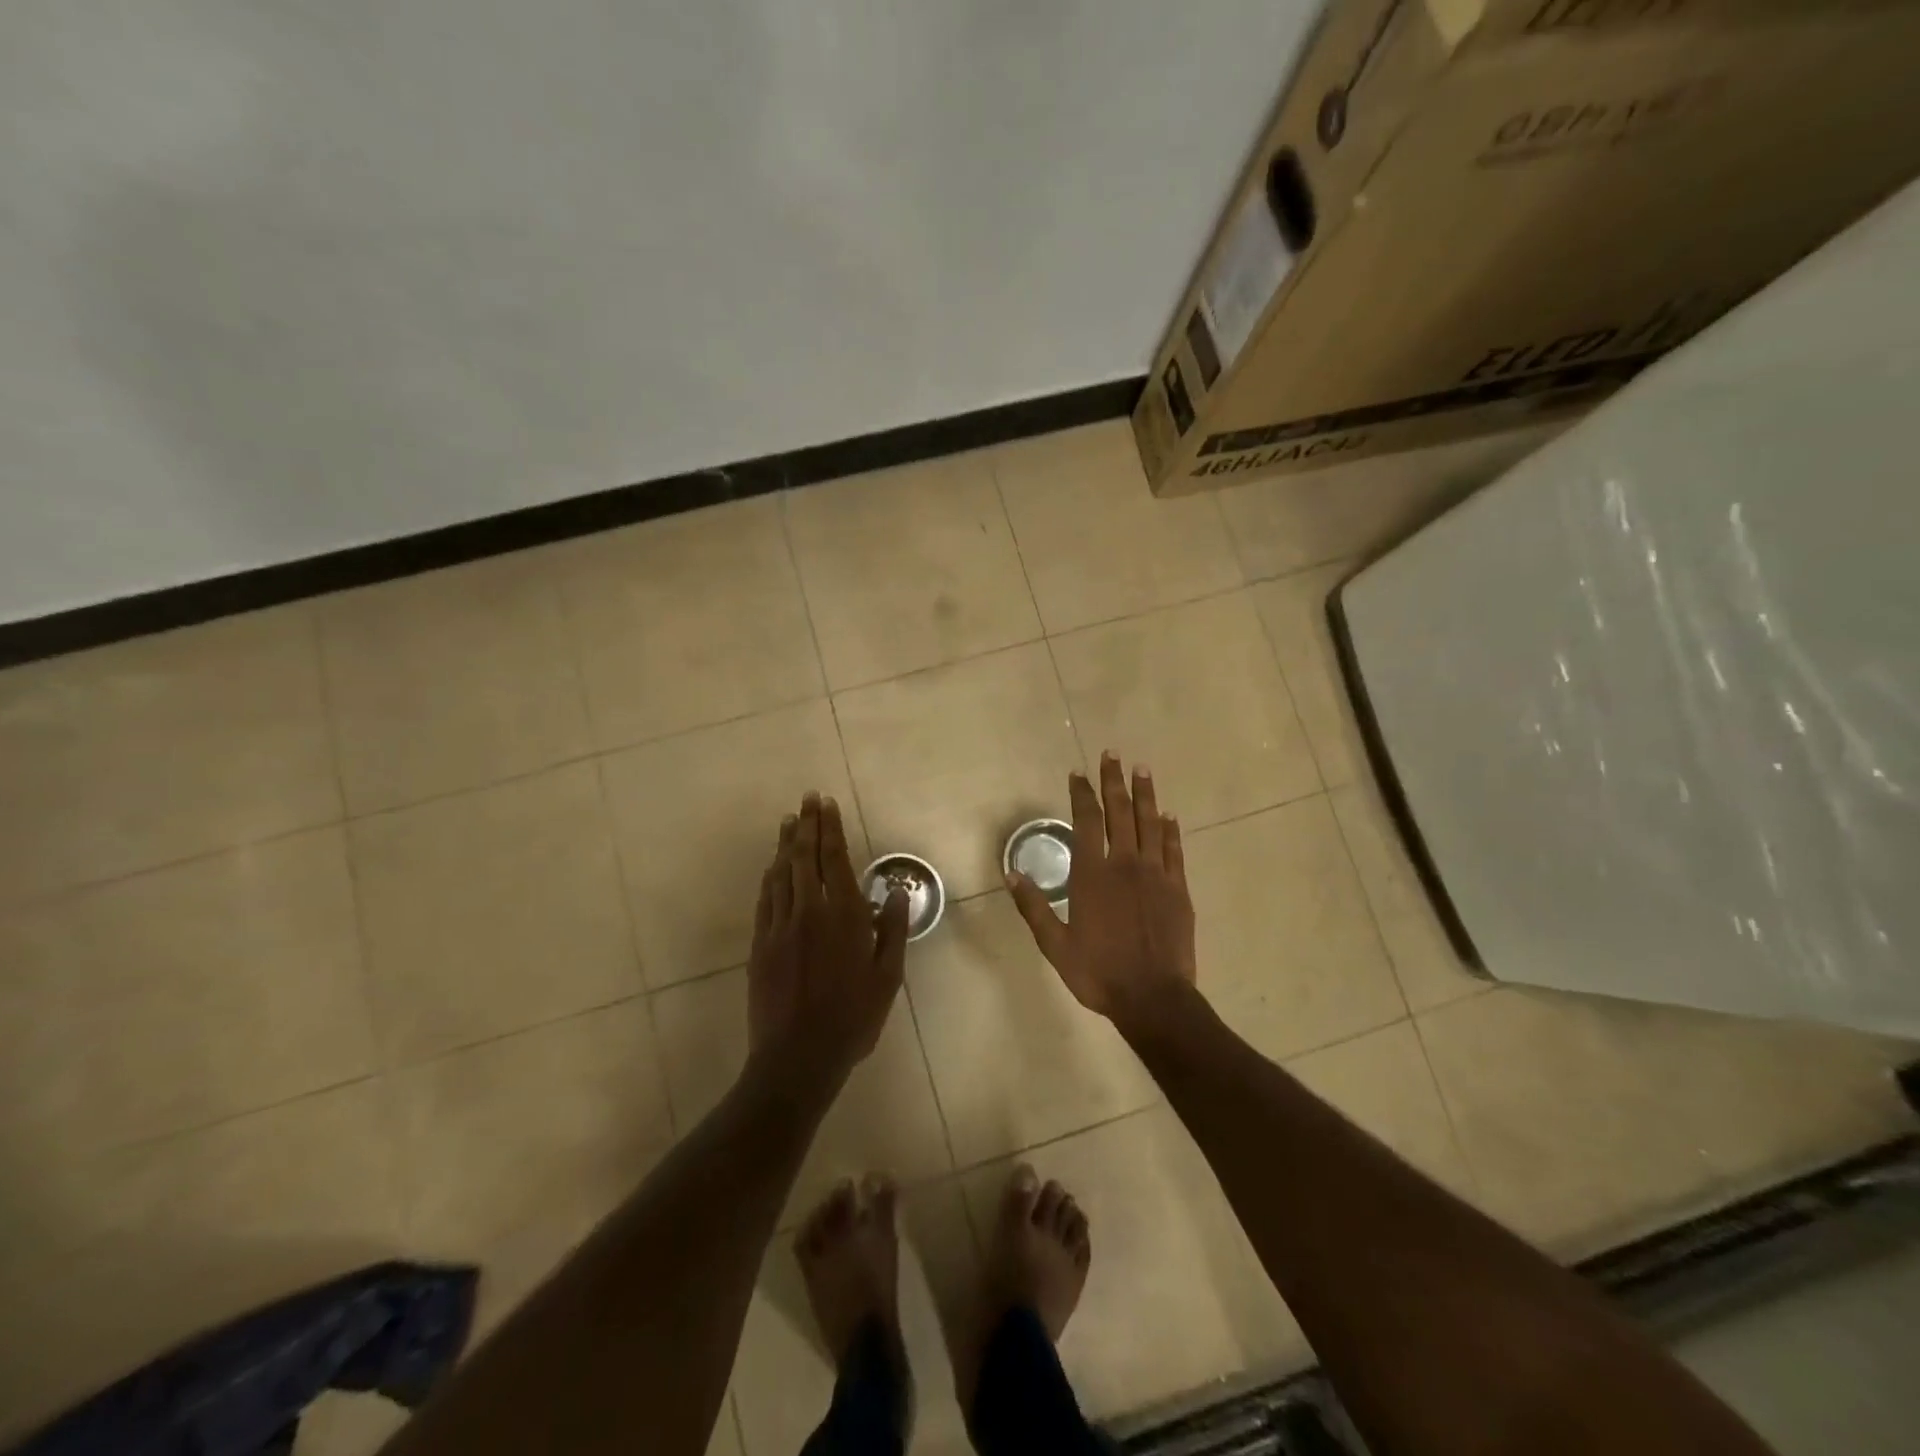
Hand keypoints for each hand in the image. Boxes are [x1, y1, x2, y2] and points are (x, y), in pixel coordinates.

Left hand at [747, 793, 908, 1083]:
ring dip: (785, 844)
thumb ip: (892, 930)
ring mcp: (780, 926)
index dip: (830, 828)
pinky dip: (770, 876)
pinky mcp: (760, 944)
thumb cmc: (852, 1018)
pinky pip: (765, 899)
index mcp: (843, 915)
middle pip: (805, 857)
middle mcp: (809, 910)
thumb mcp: (887, 977)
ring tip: (789, 820)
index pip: (835, 859)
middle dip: (808, 824)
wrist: (798, 1057)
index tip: (826, 803)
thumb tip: (894, 892)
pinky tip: (772, 865)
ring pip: (781, 873)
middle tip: (807, 798)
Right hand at [1007, 753, 1196, 1024]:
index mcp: (1092, 874)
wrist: (1153, 997)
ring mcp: (1156, 874)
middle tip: (1113, 754)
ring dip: (1145, 794)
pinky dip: (1170, 830)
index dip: (1082, 794)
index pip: (1086, 821)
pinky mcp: (1178, 889)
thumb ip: (1034, 906)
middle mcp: (1125, 864)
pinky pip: (1173, 850)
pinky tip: (1168, 815)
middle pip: (1120, 812)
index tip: (1078, 772)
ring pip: (1150, 823)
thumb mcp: (1055, 945)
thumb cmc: (1098, 972)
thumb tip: (1012, 873)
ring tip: (1142, 769)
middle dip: (1114, 781)